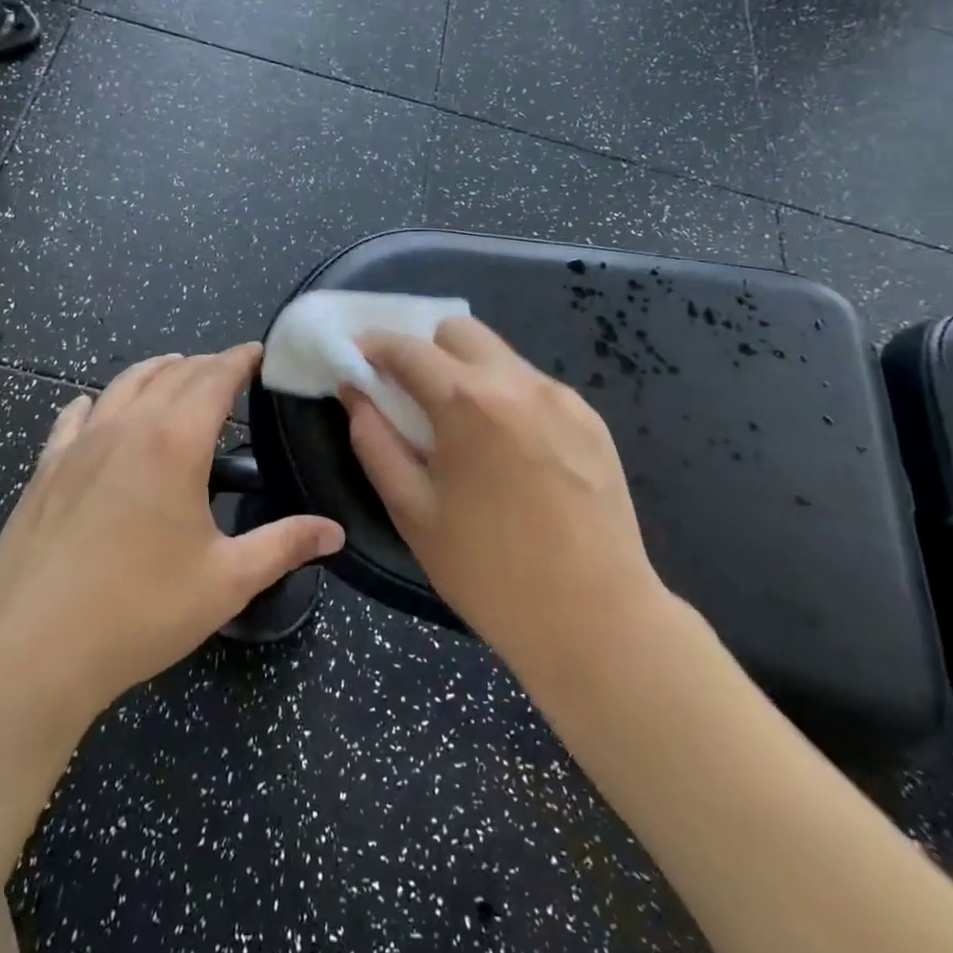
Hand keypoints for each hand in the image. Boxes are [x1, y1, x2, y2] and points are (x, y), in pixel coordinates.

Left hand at [0, 344, 344, 736]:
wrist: (27, 649)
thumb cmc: (137, 612)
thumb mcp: (225, 582)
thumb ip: (284, 546)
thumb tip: (334, 532)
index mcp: (175, 442)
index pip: (214, 377)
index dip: (240, 358)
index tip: (260, 352)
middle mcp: (127, 425)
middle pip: (172, 373)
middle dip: (207, 363)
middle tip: (231, 370)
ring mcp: (80, 442)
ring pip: (124, 383)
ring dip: (158, 371)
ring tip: (178, 373)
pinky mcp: (46, 466)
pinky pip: (77, 414)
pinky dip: (101, 399)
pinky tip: (100, 409)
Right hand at [344, 318, 668, 683]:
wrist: (597, 620)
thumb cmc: (489, 572)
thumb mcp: (412, 511)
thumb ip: (375, 442)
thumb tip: (356, 394)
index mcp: (469, 403)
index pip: (408, 348)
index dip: (374, 346)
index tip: (356, 357)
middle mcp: (519, 383)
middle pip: (458, 331)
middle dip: (425, 350)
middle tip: (411, 395)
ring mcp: (562, 398)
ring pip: (499, 355)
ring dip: (467, 373)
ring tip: (463, 431)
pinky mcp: (591, 420)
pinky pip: (533, 387)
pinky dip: (506, 398)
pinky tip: (509, 452)